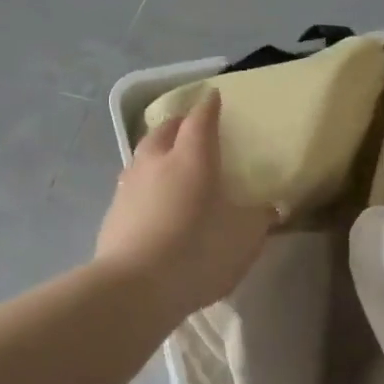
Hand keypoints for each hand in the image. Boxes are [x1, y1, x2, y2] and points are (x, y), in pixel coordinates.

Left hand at [96, 92, 272, 323]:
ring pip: (142, 155)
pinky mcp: (112, 213)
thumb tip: (270, 207)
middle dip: (178, 123)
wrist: (134, 287)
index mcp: (191, 157)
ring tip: (167, 161)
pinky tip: (151, 200)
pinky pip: (131, 185)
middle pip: (164, 130)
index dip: (208, 106)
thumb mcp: (244, 238)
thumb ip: (259, 218)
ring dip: (156, 152)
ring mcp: (128, 186)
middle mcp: (155, 162)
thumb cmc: (198, 251)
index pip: (200, 119)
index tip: (213, 96)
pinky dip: (144, 184)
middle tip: (189, 126)